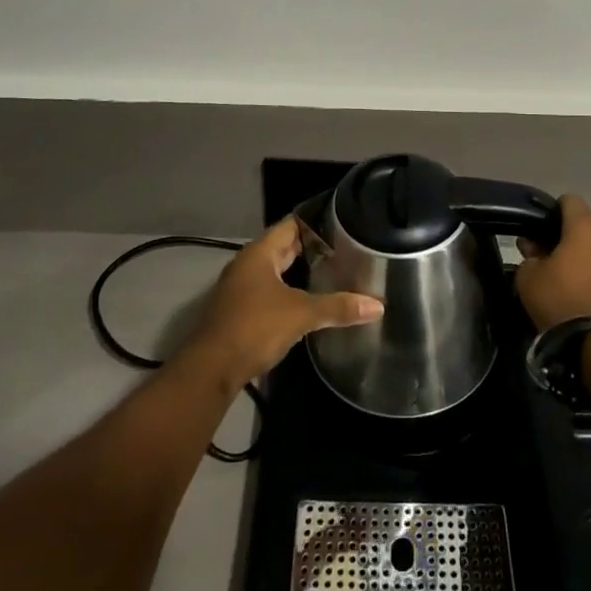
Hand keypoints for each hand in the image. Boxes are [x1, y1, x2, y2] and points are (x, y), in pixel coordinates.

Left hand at [184, 218, 382, 387]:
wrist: (212, 369)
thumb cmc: (254, 328)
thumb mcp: (300, 314)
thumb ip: (338, 307)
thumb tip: (378, 306)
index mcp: (259, 253)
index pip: (291, 224)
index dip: (316, 221)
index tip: (344, 221)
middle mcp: (248, 264)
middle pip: (285, 247)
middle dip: (312, 247)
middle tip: (347, 246)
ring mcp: (242, 288)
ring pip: (278, 270)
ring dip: (301, 270)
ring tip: (335, 270)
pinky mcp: (242, 310)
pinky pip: (272, 290)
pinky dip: (291, 290)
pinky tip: (311, 299)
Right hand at [515, 195, 590, 332]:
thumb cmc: (562, 300)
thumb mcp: (528, 278)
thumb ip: (529, 256)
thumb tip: (535, 249)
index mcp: (585, 227)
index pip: (570, 200)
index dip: (553, 211)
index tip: (540, 230)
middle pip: (586, 228)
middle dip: (567, 239)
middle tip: (548, 259)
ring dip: (585, 259)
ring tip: (568, 282)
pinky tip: (585, 297)